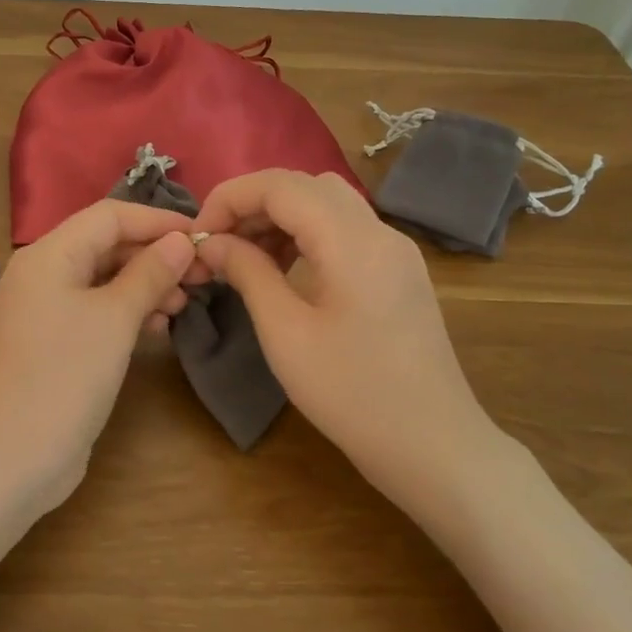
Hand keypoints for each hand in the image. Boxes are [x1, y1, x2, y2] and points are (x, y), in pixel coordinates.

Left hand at [0, 199, 197, 516]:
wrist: (12, 456)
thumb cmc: (65, 376)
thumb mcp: (114, 319)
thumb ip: (149, 274)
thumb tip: (181, 240)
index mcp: (48, 255)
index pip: (108, 216)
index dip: (157, 221)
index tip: (202, 236)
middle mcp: (41, 274)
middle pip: (104, 246)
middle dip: (153, 255)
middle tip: (201, 275)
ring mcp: (43, 310)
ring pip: (102, 280)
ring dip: (144, 285)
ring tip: (184, 304)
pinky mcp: (52, 342)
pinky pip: (94, 310)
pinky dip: (126, 312)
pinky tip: (158, 326)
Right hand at [190, 169, 513, 509]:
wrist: (433, 447)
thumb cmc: (352, 393)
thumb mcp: (285, 333)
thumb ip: (247, 273)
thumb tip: (211, 242)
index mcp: (352, 241)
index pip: (281, 185)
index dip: (230, 198)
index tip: (198, 235)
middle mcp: (379, 232)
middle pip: (305, 186)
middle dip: (252, 204)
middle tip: (216, 244)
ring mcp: (394, 251)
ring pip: (325, 204)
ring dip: (278, 217)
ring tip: (242, 256)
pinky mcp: (398, 272)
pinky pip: (343, 230)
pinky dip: (304, 235)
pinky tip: (281, 269)